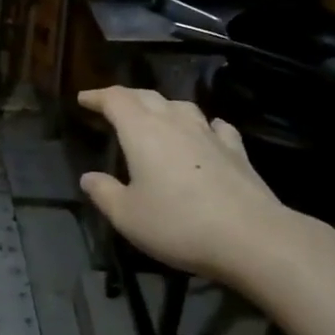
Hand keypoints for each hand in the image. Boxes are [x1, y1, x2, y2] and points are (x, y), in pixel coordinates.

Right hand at [77, 86, 310, 287]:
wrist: (251, 237)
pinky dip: (203, 125)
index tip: (84, 99)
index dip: (97, 97)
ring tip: (155, 116)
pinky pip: (215, 127)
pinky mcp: (236, 151)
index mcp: (142, 131)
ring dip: (163, 107)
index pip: (115, 100)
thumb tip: (88, 177)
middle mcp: (175, 123)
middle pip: (147, 96)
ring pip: (181, 106)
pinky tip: (205, 133)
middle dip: (126, 97)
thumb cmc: (177, 224)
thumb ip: (104, 193)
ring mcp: (209, 134)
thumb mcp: (127, 215)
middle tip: (111, 105)